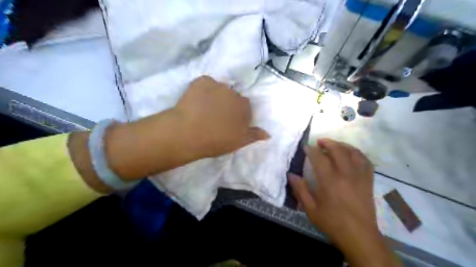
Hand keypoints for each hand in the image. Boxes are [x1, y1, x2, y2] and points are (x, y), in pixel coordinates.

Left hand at [176, 75, 270, 157]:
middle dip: (227, 104)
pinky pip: (205, 83)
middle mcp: (234, 93)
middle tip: (215, 117)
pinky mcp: (202, 81)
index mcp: (244, 107)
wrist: (188, 133)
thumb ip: (254, 135)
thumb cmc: (216, 140)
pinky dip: (203, 89)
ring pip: (219, 89)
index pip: (245, 107)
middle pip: (233, 97)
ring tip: (204, 109)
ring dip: (216, 96)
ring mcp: (218, 85)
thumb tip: (268, 134)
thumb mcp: (238, 142)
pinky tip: (196, 100)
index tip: (228, 123)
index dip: (237, 115)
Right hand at [291, 139, 400, 266]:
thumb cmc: (332, 222)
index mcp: (329, 181)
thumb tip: (291, 174)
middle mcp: (345, 174)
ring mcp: (359, 176)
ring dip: (342, 145)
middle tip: (319, 142)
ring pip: (353, 152)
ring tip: (334, 145)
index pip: (319, 158)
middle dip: (327, 143)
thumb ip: (300, 190)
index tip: (305, 147)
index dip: (311, 150)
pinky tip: (351, 154)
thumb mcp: (311, 209)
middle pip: (338, 150)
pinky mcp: (368, 181)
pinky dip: (357, 153)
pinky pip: (365, 161)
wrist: (359, 236)